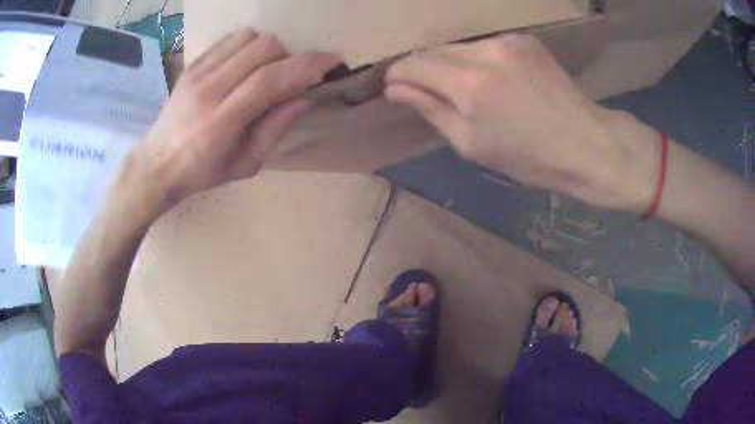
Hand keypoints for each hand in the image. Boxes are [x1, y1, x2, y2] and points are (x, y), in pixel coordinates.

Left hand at [128, 28, 340, 210]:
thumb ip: (275, 129)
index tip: (333, 61)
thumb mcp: (246, 164)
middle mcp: (208, 90)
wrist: (157, 163)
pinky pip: (230, 39)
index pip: (270, 79)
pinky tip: (245, 65)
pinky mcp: (192, 65)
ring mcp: (197, 73)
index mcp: (222, 122)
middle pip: (264, 48)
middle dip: (288, 57)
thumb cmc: (202, 172)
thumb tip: (306, 97)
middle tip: (287, 78)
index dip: (307, 65)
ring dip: (268, 51)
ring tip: (263, 72)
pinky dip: (248, 46)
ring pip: (249, 38)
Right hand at [385, 34, 660, 212]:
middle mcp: (485, 51)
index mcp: (469, 83)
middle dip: (423, 69)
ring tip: (465, 90)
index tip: (394, 86)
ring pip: (459, 46)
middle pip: (434, 50)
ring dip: (451, 64)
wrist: (586, 143)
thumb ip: (431, 109)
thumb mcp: (471, 144)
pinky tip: (493, 81)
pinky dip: (477, 60)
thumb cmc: (528, 157)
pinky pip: (485, 46)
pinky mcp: (524, 39)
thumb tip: (395, 89)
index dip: (399, 74)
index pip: (414, 64)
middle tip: (426, 91)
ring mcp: (507, 41)